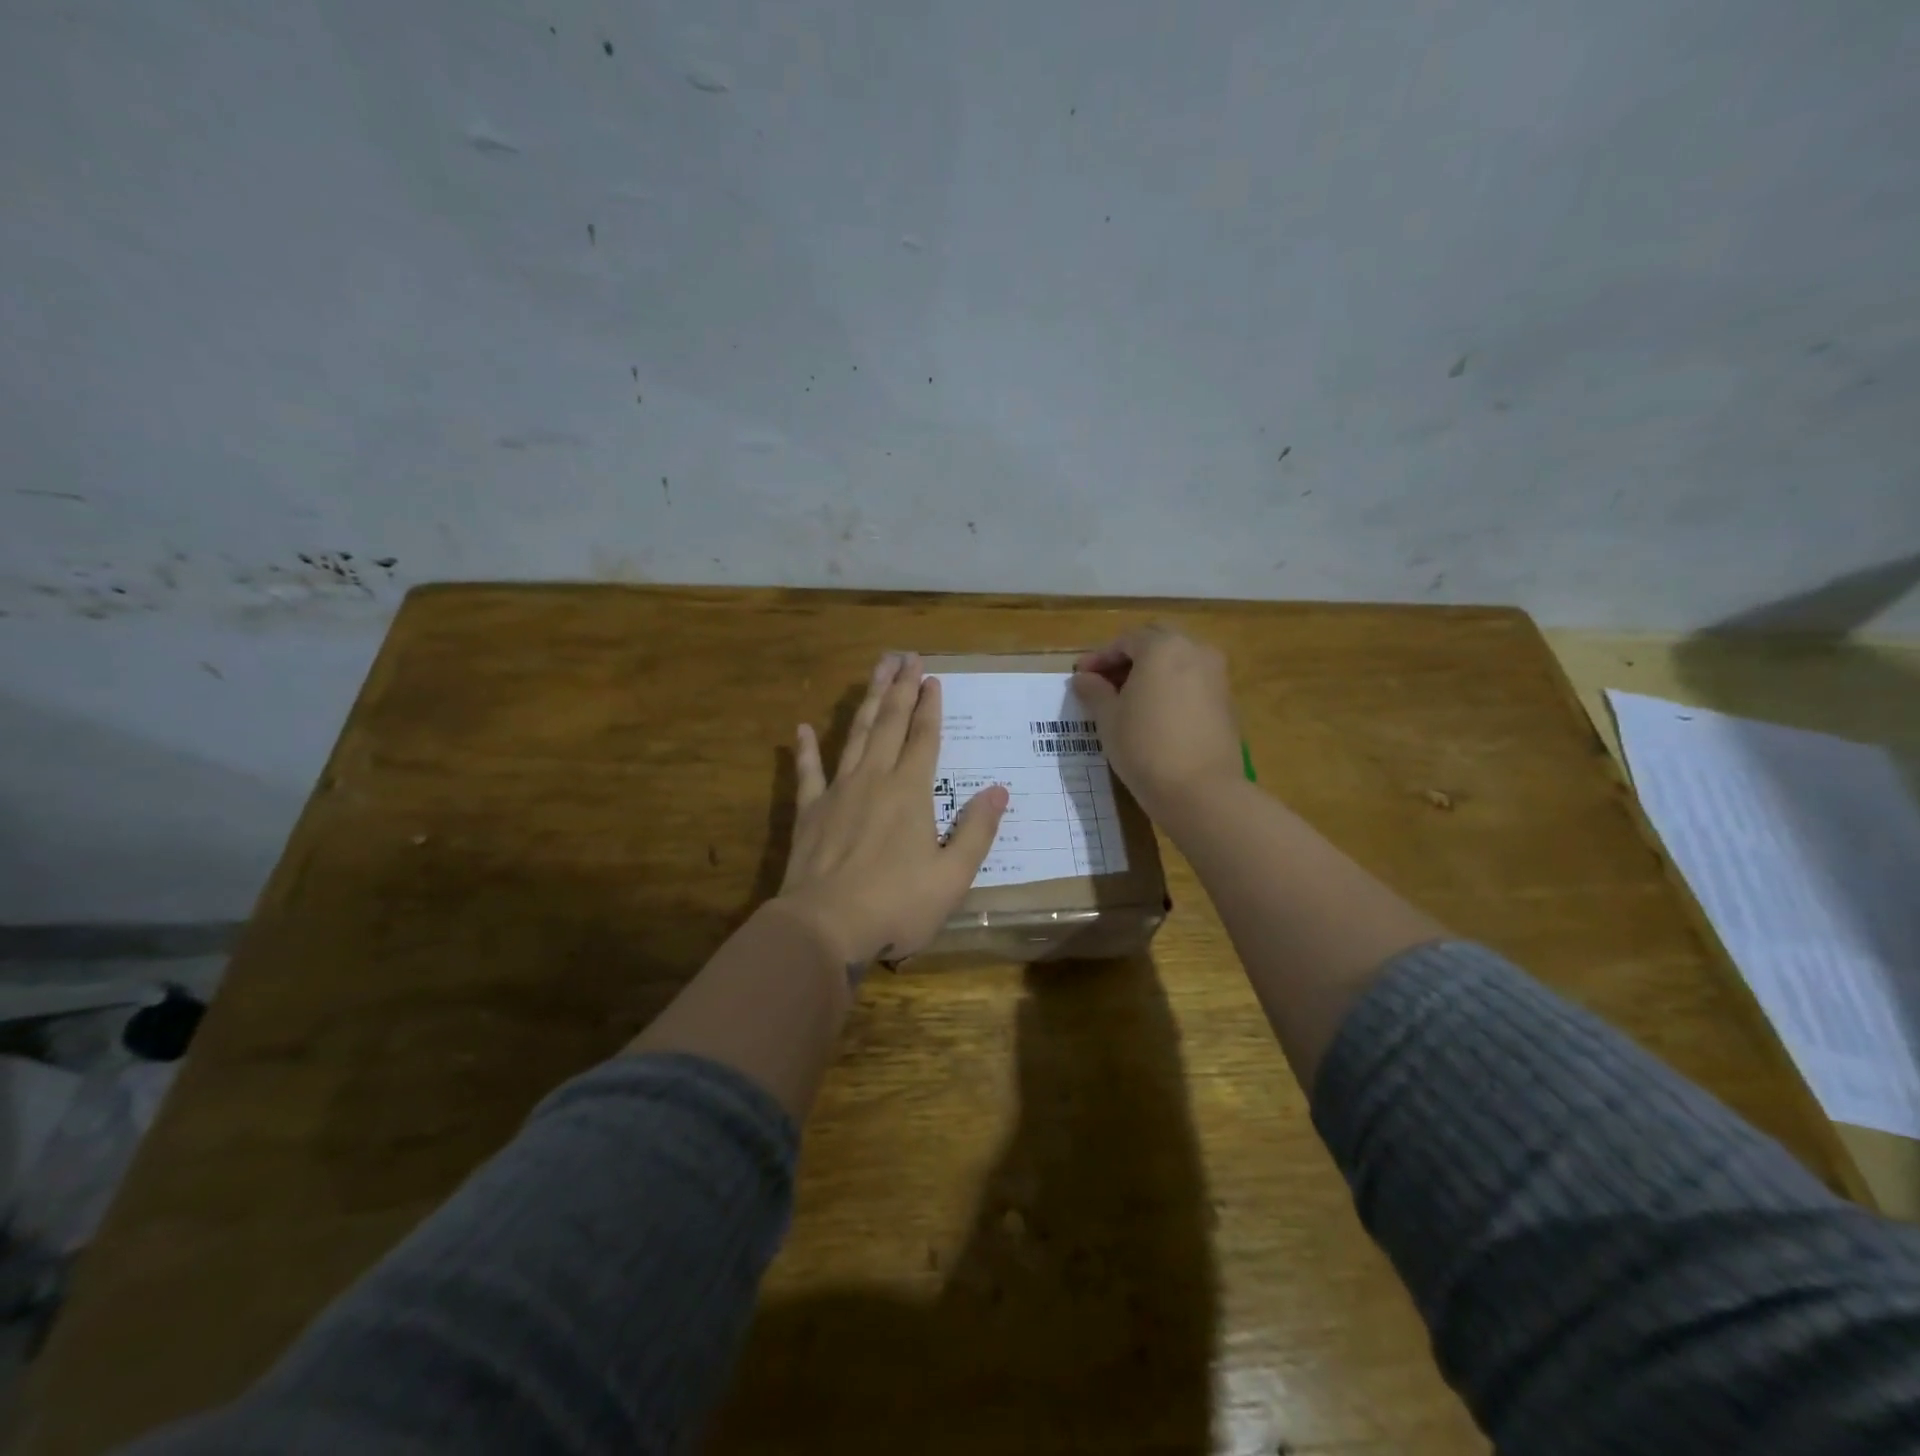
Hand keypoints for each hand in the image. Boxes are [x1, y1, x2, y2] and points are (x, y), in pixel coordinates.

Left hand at [774, 652, 1009, 971]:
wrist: (825, 927)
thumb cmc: (896, 905)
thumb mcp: (952, 877)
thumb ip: (977, 831)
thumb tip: (999, 791)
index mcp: (911, 793)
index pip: (924, 738)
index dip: (930, 706)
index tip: (932, 677)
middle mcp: (875, 780)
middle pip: (889, 724)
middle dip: (900, 688)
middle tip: (905, 656)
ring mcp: (838, 792)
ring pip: (854, 735)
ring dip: (867, 701)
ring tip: (875, 671)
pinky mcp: (809, 812)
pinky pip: (808, 773)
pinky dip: (806, 749)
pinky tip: (802, 728)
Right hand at [1072, 625, 1242, 817]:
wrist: (1201, 790)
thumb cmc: (1145, 747)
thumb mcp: (1109, 719)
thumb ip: (1095, 691)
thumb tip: (1083, 678)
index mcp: (1163, 647)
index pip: (1126, 640)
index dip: (1100, 657)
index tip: (1082, 677)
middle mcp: (1195, 650)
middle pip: (1156, 643)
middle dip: (1128, 659)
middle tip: (1104, 683)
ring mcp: (1216, 674)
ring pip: (1177, 661)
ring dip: (1151, 672)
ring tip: (1128, 699)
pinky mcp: (1226, 700)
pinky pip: (1192, 681)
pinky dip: (1171, 687)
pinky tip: (1154, 712)